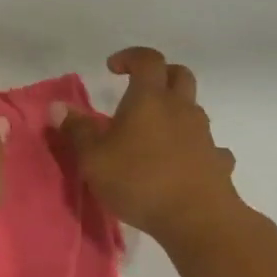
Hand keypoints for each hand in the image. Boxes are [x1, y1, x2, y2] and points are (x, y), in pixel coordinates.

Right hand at [55, 47, 243, 244]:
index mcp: (150, 99)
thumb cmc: (139, 181)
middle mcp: (181, 109)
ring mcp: (204, 135)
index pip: (147, 59)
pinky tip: (182, 163)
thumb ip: (76, 130)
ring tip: (153, 134)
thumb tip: (58, 107)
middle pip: (179, 74)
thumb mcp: (93, 158)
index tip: (112, 67)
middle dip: (160, 75)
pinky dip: (194, 147)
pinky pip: (208, 146)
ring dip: (175, 111)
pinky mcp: (218, 162)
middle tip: (139, 90)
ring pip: (193, 109)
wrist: (197, 220)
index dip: (130, 56)